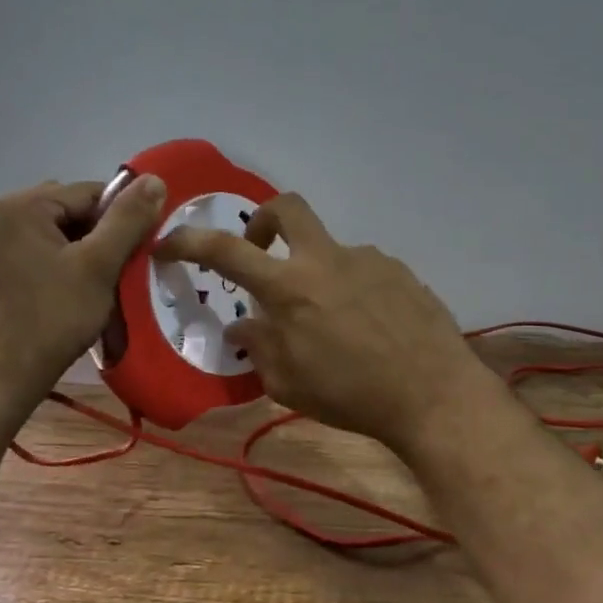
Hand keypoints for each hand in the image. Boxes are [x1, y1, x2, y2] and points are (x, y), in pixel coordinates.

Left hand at [0, 174, 166, 390]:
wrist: (2, 373)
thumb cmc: (52, 316)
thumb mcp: (98, 265)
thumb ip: (127, 220)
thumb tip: (154, 180)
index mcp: (21, 205)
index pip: (89, 193)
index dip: (122, 217)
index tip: (141, 248)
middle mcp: (0, 217)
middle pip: (71, 212)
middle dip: (102, 236)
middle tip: (121, 271)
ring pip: (57, 236)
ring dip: (84, 254)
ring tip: (101, 286)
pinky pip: (39, 256)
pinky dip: (62, 268)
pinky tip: (75, 295)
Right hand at [153, 193, 497, 454]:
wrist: (433, 395)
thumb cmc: (352, 396)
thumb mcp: (289, 384)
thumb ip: (259, 348)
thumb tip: (243, 327)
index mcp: (290, 287)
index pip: (226, 250)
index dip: (189, 241)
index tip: (168, 244)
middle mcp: (327, 260)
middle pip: (286, 207)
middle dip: (263, 220)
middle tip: (260, 252)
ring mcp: (368, 260)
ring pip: (329, 250)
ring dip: (316, 274)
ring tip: (330, 323)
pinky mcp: (400, 272)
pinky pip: (363, 271)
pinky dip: (351, 290)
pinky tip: (367, 327)